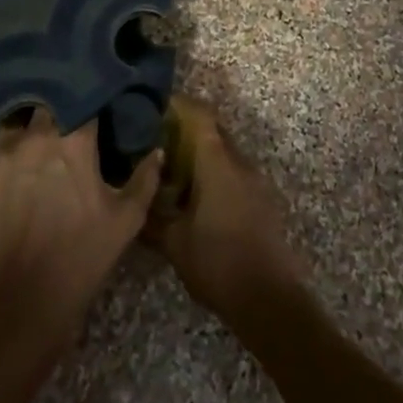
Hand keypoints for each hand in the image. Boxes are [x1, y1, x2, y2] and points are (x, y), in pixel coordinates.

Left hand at [0, 109, 161, 352]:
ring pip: (10, 121)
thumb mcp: (127, 219)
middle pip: (45, 101)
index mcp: (74, 139)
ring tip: (27, 130)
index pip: (84, 98)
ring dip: (20, 124)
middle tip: (63, 115)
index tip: (97, 101)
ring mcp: (1, 156)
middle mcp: (36, 137)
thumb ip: (145, 178)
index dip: (90, 97)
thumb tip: (156, 150)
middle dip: (54, 105)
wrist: (26, 303)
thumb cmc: (83, 255)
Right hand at [145, 95, 307, 320]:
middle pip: (212, 129)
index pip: (199, 114)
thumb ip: (151, 216)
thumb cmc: (217, 262)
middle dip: (185, 129)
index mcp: (217, 161)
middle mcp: (238, 161)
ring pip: (223, 151)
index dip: (178, 105)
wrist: (268, 297)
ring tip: (171, 171)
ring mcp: (253, 179)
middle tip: (156, 140)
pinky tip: (195, 197)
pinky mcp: (260, 198)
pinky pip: (233, 171)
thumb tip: (134, 197)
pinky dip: (213, 173)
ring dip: (200, 154)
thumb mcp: (174, 242)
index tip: (154, 107)